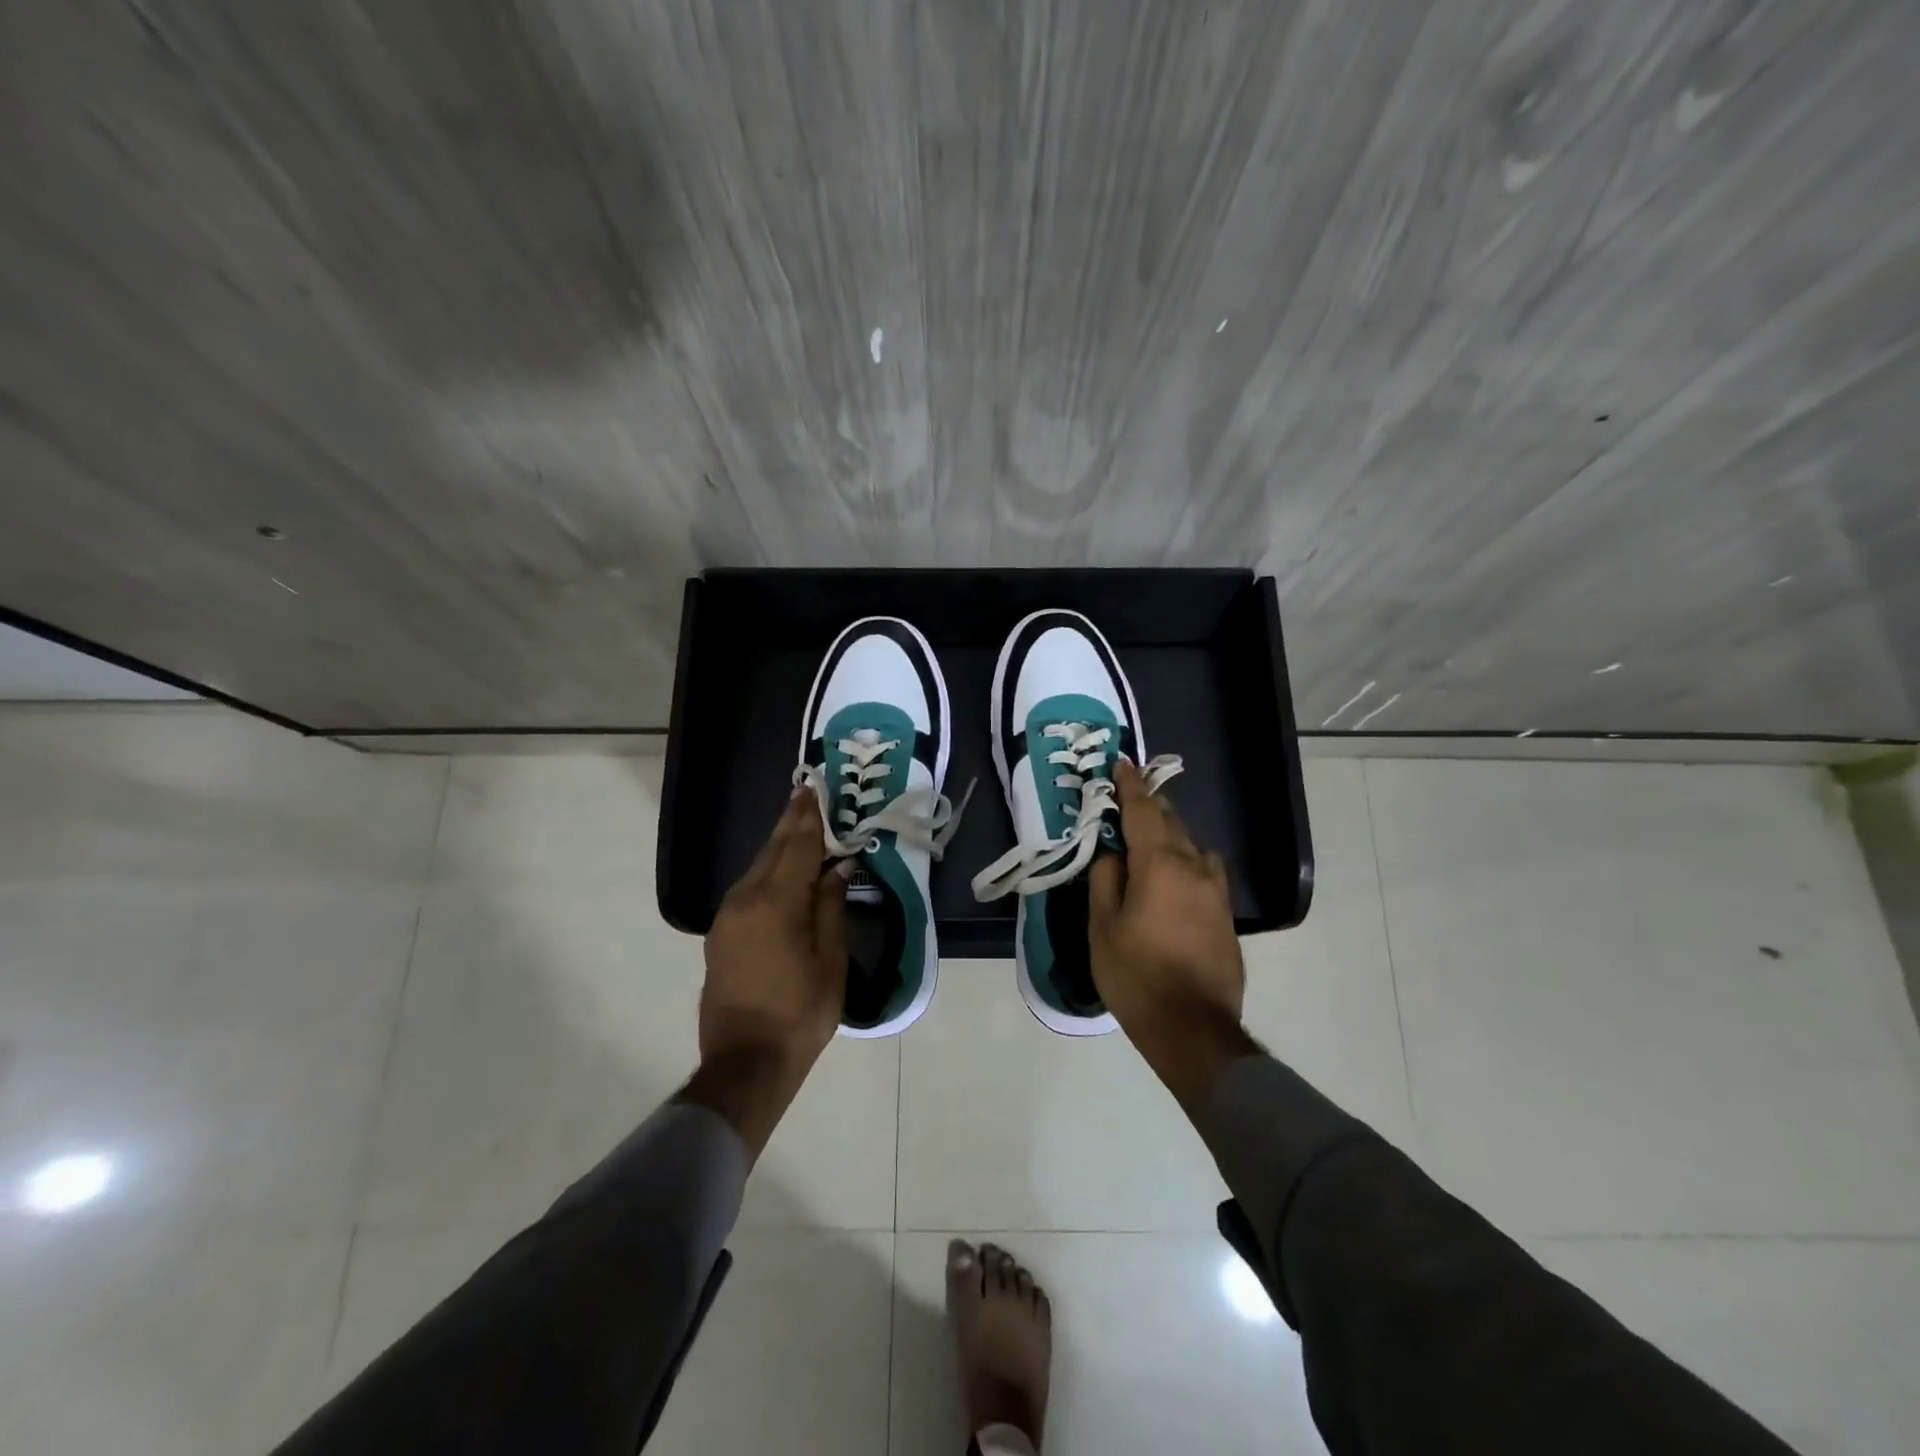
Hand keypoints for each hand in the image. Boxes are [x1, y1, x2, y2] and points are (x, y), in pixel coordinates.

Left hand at [687, 789, 849, 1156]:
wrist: (746, 1063)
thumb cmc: (800, 1013)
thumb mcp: (830, 959)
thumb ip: (830, 906)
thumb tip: (838, 868)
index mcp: (776, 903)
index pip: (797, 846)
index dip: (808, 816)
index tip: (814, 787)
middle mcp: (745, 900)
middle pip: (772, 850)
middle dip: (791, 822)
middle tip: (807, 794)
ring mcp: (728, 917)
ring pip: (757, 868)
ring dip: (779, 846)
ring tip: (800, 827)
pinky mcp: (721, 935)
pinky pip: (748, 888)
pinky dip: (768, 871)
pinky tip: (782, 871)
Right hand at [1089, 760, 1260, 1109]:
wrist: (1193, 1029)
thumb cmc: (1136, 976)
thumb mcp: (1102, 927)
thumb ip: (1105, 880)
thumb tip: (1112, 853)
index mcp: (1160, 865)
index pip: (1144, 811)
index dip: (1131, 786)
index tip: (1122, 764)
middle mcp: (1195, 868)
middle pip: (1171, 822)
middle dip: (1149, 806)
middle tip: (1128, 797)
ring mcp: (1216, 891)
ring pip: (1191, 845)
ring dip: (1169, 833)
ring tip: (1148, 837)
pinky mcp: (1225, 913)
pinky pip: (1204, 869)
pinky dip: (1185, 858)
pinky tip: (1173, 873)